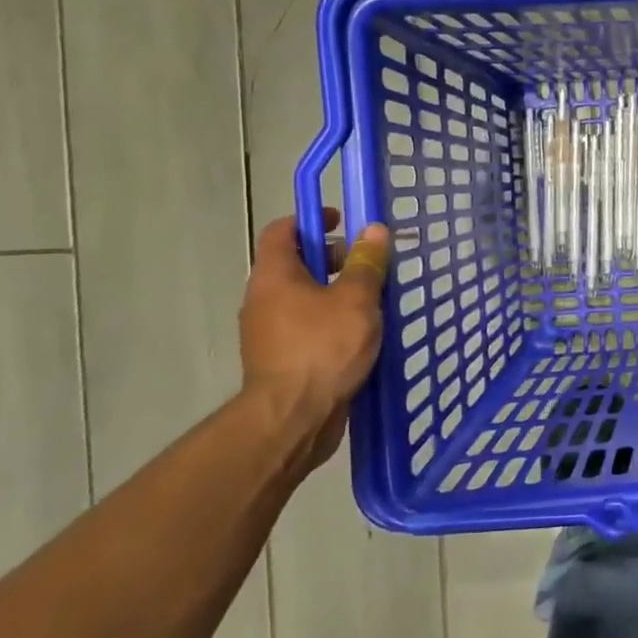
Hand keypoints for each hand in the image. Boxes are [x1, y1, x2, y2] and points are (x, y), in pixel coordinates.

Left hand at [238, 211, 390, 472]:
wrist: (293, 417)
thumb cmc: (324, 347)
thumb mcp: (356, 299)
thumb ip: (366, 263)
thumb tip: (373, 230)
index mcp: (275, 276)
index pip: (282, 231)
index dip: (311, 220)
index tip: (342, 220)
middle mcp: (264, 299)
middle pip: (295, 264)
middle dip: (332, 258)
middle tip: (368, 265)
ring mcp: (269, 332)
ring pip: (303, 297)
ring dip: (335, 292)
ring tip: (373, 301)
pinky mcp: (280, 359)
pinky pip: (306, 326)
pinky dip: (330, 320)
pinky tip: (360, 334)